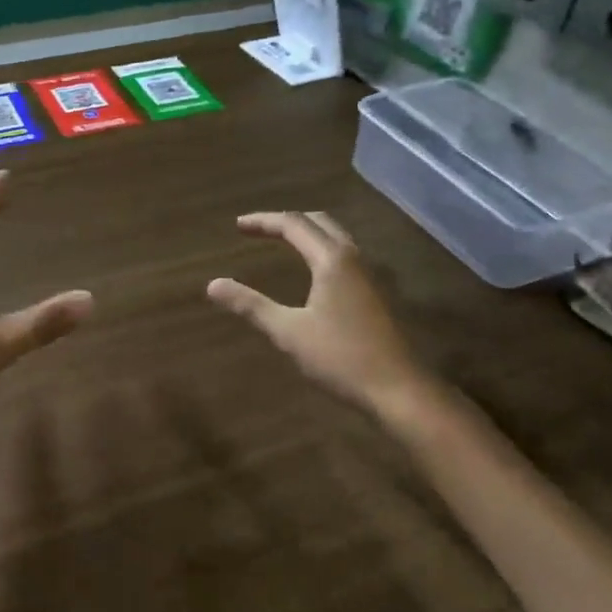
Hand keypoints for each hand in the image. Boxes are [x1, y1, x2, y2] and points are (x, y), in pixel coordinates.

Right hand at [208, 212, 430, 417]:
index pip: (293, 224)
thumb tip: (213, 284)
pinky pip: (344, 255)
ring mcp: (368, 276)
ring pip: (336, 237)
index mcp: (331, 260)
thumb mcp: (288, 332)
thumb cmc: (341, 358)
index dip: (263, 221)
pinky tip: (313, 271)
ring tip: (283, 242)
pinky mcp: (375, 294)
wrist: (399, 390)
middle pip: (318, 222)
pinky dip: (321, 248)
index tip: (238, 226)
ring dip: (308, 232)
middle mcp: (352, 258)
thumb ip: (251, 305)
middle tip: (259, 229)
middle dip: (287, 221)